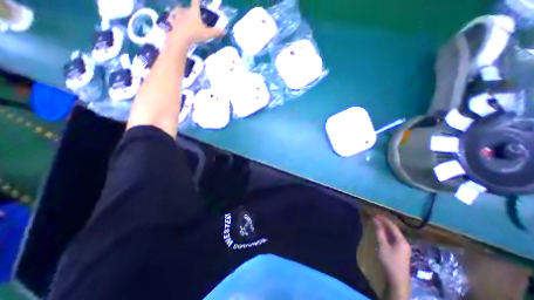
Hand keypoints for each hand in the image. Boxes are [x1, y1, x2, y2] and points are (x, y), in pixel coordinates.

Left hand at [168, 0, 222, 45]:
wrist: (180, 38)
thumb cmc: (194, 34)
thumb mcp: (207, 34)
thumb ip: (216, 32)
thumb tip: (225, 31)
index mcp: (194, 12)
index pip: (196, 2)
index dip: (197, 0)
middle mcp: (185, 12)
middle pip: (188, 8)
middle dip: (190, 11)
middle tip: (192, 15)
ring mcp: (178, 17)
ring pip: (178, 11)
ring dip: (180, 12)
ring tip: (181, 15)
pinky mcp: (173, 23)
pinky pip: (172, 19)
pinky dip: (173, 19)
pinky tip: (173, 20)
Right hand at [372, 216, 408, 296]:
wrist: (397, 280)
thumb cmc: (389, 261)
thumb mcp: (382, 245)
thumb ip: (379, 232)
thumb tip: (375, 220)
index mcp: (402, 240)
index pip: (392, 225)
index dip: (383, 219)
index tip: (374, 214)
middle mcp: (404, 242)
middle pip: (394, 229)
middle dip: (384, 222)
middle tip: (374, 217)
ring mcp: (403, 247)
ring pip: (393, 233)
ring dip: (385, 227)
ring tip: (376, 222)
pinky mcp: (400, 250)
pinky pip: (393, 237)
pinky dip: (386, 232)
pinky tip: (381, 232)